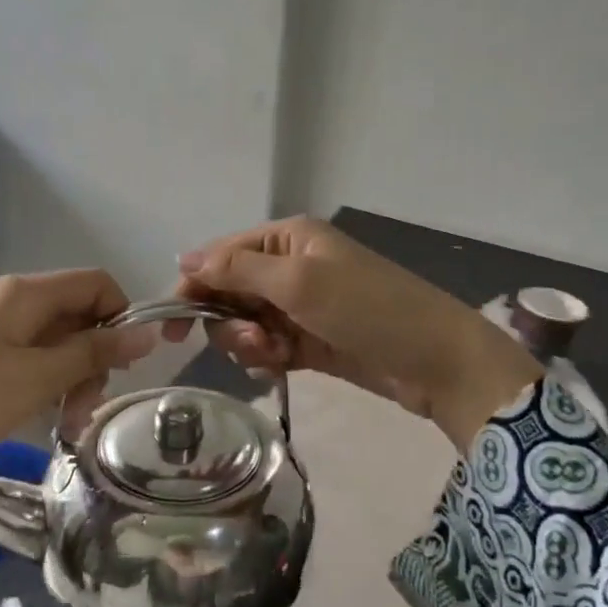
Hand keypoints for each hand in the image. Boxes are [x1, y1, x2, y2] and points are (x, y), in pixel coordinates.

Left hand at [0, 270, 155, 549]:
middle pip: (74, 313)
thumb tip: (148, 332)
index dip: (121, 317)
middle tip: (87, 408)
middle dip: (93, 357)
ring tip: (66, 424)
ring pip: (51, 340)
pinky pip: (24, 357)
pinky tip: (40, 417)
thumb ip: (93, 353)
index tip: (124, 365)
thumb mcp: (37, 379)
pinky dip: (42, 382)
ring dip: (70, 377)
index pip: (96, 283)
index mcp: (24, 293)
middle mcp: (7, 299)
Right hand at [166, 218, 539, 451]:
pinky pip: (266, 346)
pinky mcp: (309, 340)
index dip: (193, 285)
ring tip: (273, 356)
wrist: (436, 361)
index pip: (221, 255)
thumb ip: (237, 268)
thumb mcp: (299, 282)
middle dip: (229, 320)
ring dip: (248, 343)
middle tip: (252, 342)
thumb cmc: (367, 308)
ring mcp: (300, 305)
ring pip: (245, 323)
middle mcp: (290, 266)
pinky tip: (280, 367)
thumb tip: (184, 256)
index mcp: (287, 239)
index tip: (171, 325)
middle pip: (229, 291)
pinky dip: (265, 358)